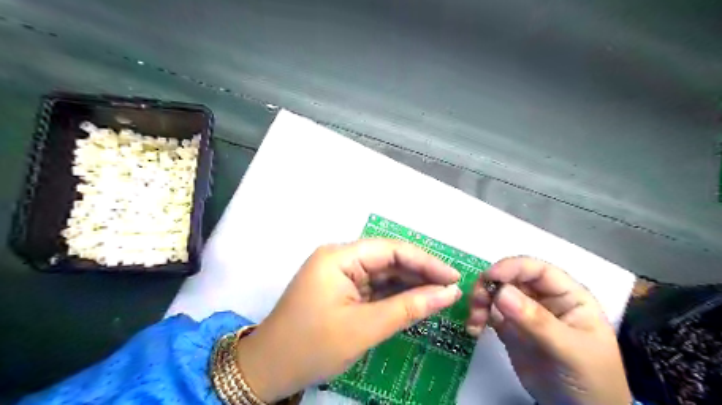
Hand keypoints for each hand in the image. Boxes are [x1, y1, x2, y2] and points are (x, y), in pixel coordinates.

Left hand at [236, 240, 461, 401]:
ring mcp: (339, 274)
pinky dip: (394, 295)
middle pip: (387, 259)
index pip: (390, 250)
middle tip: (450, 288)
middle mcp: (339, 258)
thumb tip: (448, 293)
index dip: (425, 261)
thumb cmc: (312, 346)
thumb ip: (409, 307)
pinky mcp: (341, 289)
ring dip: (409, 284)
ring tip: (440, 295)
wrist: (268, 370)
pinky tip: (415, 301)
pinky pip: (373, 287)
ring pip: (382, 273)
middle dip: (419, 273)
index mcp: (339, 257)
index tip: (453, 277)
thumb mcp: (365, 328)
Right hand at [465, 258, 629, 404]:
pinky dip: (477, 317)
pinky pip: (489, 314)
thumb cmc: (590, 378)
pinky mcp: (510, 329)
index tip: (489, 277)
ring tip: (474, 320)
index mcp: (566, 294)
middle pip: (510, 278)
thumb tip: (501, 292)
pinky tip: (474, 329)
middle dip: (490, 286)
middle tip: (476, 302)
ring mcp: (524, 313)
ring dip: (480, 301)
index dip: (512, 268)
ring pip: (496, 294)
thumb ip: (537, 321)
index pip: (536, 270)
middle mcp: (543, 298)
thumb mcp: (570, 349)